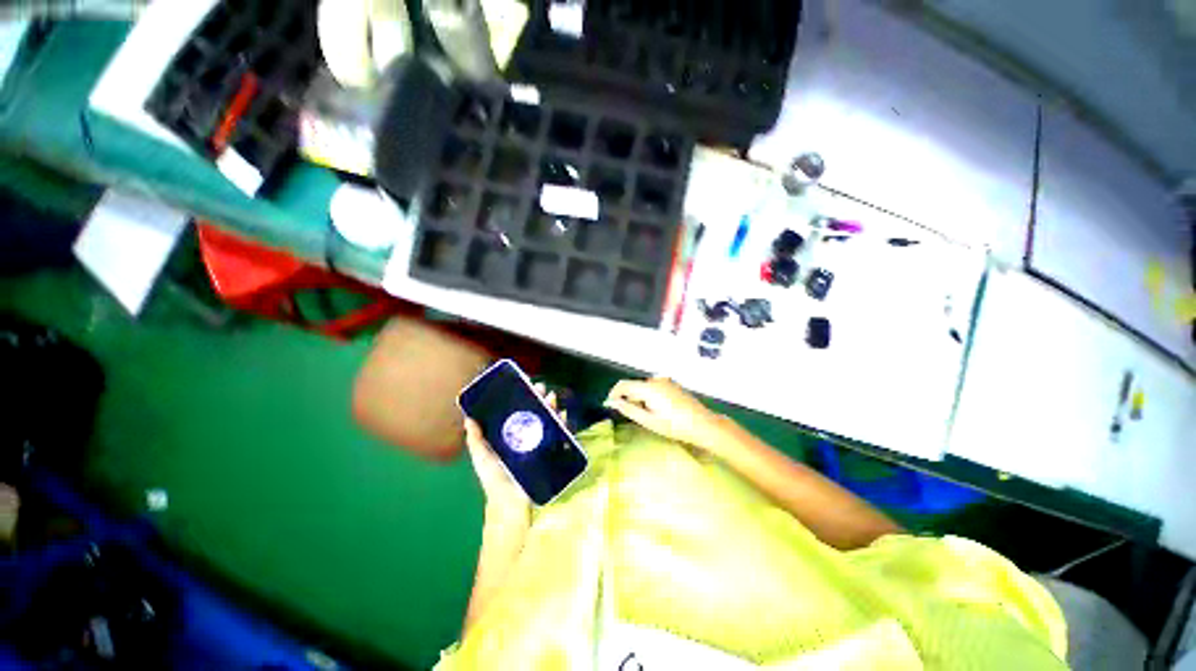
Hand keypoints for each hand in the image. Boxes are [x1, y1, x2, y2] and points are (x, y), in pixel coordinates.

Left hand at [463, 383, 564, 516]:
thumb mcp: (482, 457)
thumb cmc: (495, 479)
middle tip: (541, 388)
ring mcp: (541, 443)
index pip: (519, 410)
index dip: (524, 397)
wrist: (511, 502)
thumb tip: (468, 417)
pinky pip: (560, 435)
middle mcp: (527, 435)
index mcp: (511, 434)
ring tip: (552, 397)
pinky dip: (563, 424)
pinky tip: (562, 414)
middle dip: (539, 398)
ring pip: (549, 420)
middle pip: (536, 412)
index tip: (526, 384)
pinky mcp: (551, 451)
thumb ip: (475, 439)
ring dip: (551, 407)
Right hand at [604, 377, 725, 449]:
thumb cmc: (675, 426)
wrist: (704, 425)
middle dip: (630, 400)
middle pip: (634, 387)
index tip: (610, 406)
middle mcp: (656, 380)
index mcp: (649, 387)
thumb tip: (611, 402)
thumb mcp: (648, 420)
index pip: (623, 385)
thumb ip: (628, 409)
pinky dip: (650, 398)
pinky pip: (654, 389)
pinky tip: (661, 412)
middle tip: (638, 418)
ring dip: (641, 400)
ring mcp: (665, 381)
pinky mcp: (672, 385)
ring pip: (644, 388)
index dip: (613, 394)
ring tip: (652, 417)